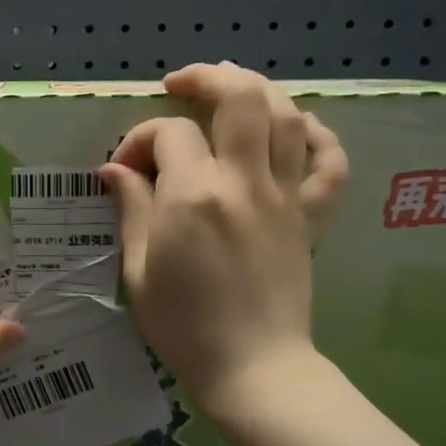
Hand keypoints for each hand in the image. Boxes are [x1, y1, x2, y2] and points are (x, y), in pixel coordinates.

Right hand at [99, 62, 348, 418]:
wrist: (253, 367)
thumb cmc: (183, 325)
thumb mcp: (139, 268)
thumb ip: (131, 208)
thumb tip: (115, 169)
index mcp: (193, 195)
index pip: (168, 133)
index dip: (139, 139)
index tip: (124, 171)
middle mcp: (243, 182)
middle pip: (240, 97)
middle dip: (206, 78)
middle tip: (180, 85)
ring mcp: (285, 196)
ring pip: (286, 115)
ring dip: (256, 90)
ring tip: (230, 90)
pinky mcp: (310, 217)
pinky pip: (330, 163)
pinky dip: (318, 135)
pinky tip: (296, 128)